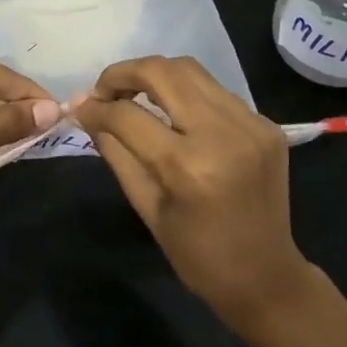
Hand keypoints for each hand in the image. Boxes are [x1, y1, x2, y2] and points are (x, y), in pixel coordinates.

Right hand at [75, 56, 312, 328]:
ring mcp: (250, 124)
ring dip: (155, 75)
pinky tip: (174, 112)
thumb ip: (116, 152)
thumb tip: (86, 112)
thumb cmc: (197, 254)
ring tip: (134, 94)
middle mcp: (223, 134)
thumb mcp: (146, 207)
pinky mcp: (266, 124)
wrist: (266, 276)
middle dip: (124, 73)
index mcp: (188, 167)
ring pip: (191, 70)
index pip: (129, 116)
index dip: (97, 107)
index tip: (80, 108)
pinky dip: (186, 93)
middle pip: (163, 72)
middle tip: (104, 90)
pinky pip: (215, 91)